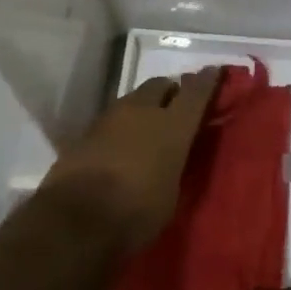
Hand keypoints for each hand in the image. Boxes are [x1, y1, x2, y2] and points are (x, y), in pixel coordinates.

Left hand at [40, 67, 222, 254]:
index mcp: (172, 126)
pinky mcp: (87, 130)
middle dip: (171, 91)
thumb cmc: (136, 212)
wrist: (76, 218)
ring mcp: (111, 117)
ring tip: (148, 126)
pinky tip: (122, 143)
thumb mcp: (171, 194)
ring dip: (144, 107)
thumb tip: (173, 155)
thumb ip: (176, 164)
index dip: (207, 80)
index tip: (214, 71)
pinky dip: (122, 125)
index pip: (196, 92)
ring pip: (134, 99)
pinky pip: (113, 118)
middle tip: (177, 106)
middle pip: (161, 85)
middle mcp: (143, 111)